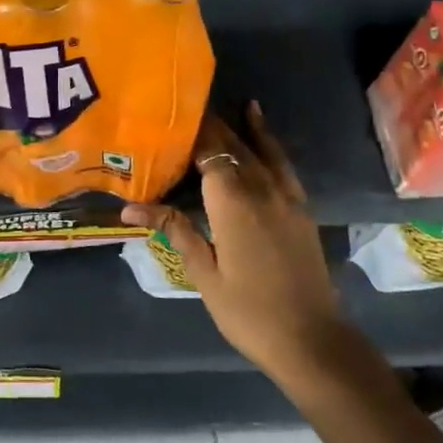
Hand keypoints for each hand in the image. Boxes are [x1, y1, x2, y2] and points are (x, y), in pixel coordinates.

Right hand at [124, 103, 342, 390]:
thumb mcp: (204, 274)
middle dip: (209, 125)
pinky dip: (268, 139)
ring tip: (218, 102)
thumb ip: (174, 230)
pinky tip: (258, 123)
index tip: (166, 115)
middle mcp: (261, 189)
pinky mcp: (300, 206)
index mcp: (232, 203)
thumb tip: (130, 207)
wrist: (312, 340)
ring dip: (236, 126)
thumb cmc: (248, 311)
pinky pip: (281, 162)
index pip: (208, 152)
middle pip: (232, 146)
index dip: (189, 131)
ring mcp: (286, 195)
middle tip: (181, 107)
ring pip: (257, 148)